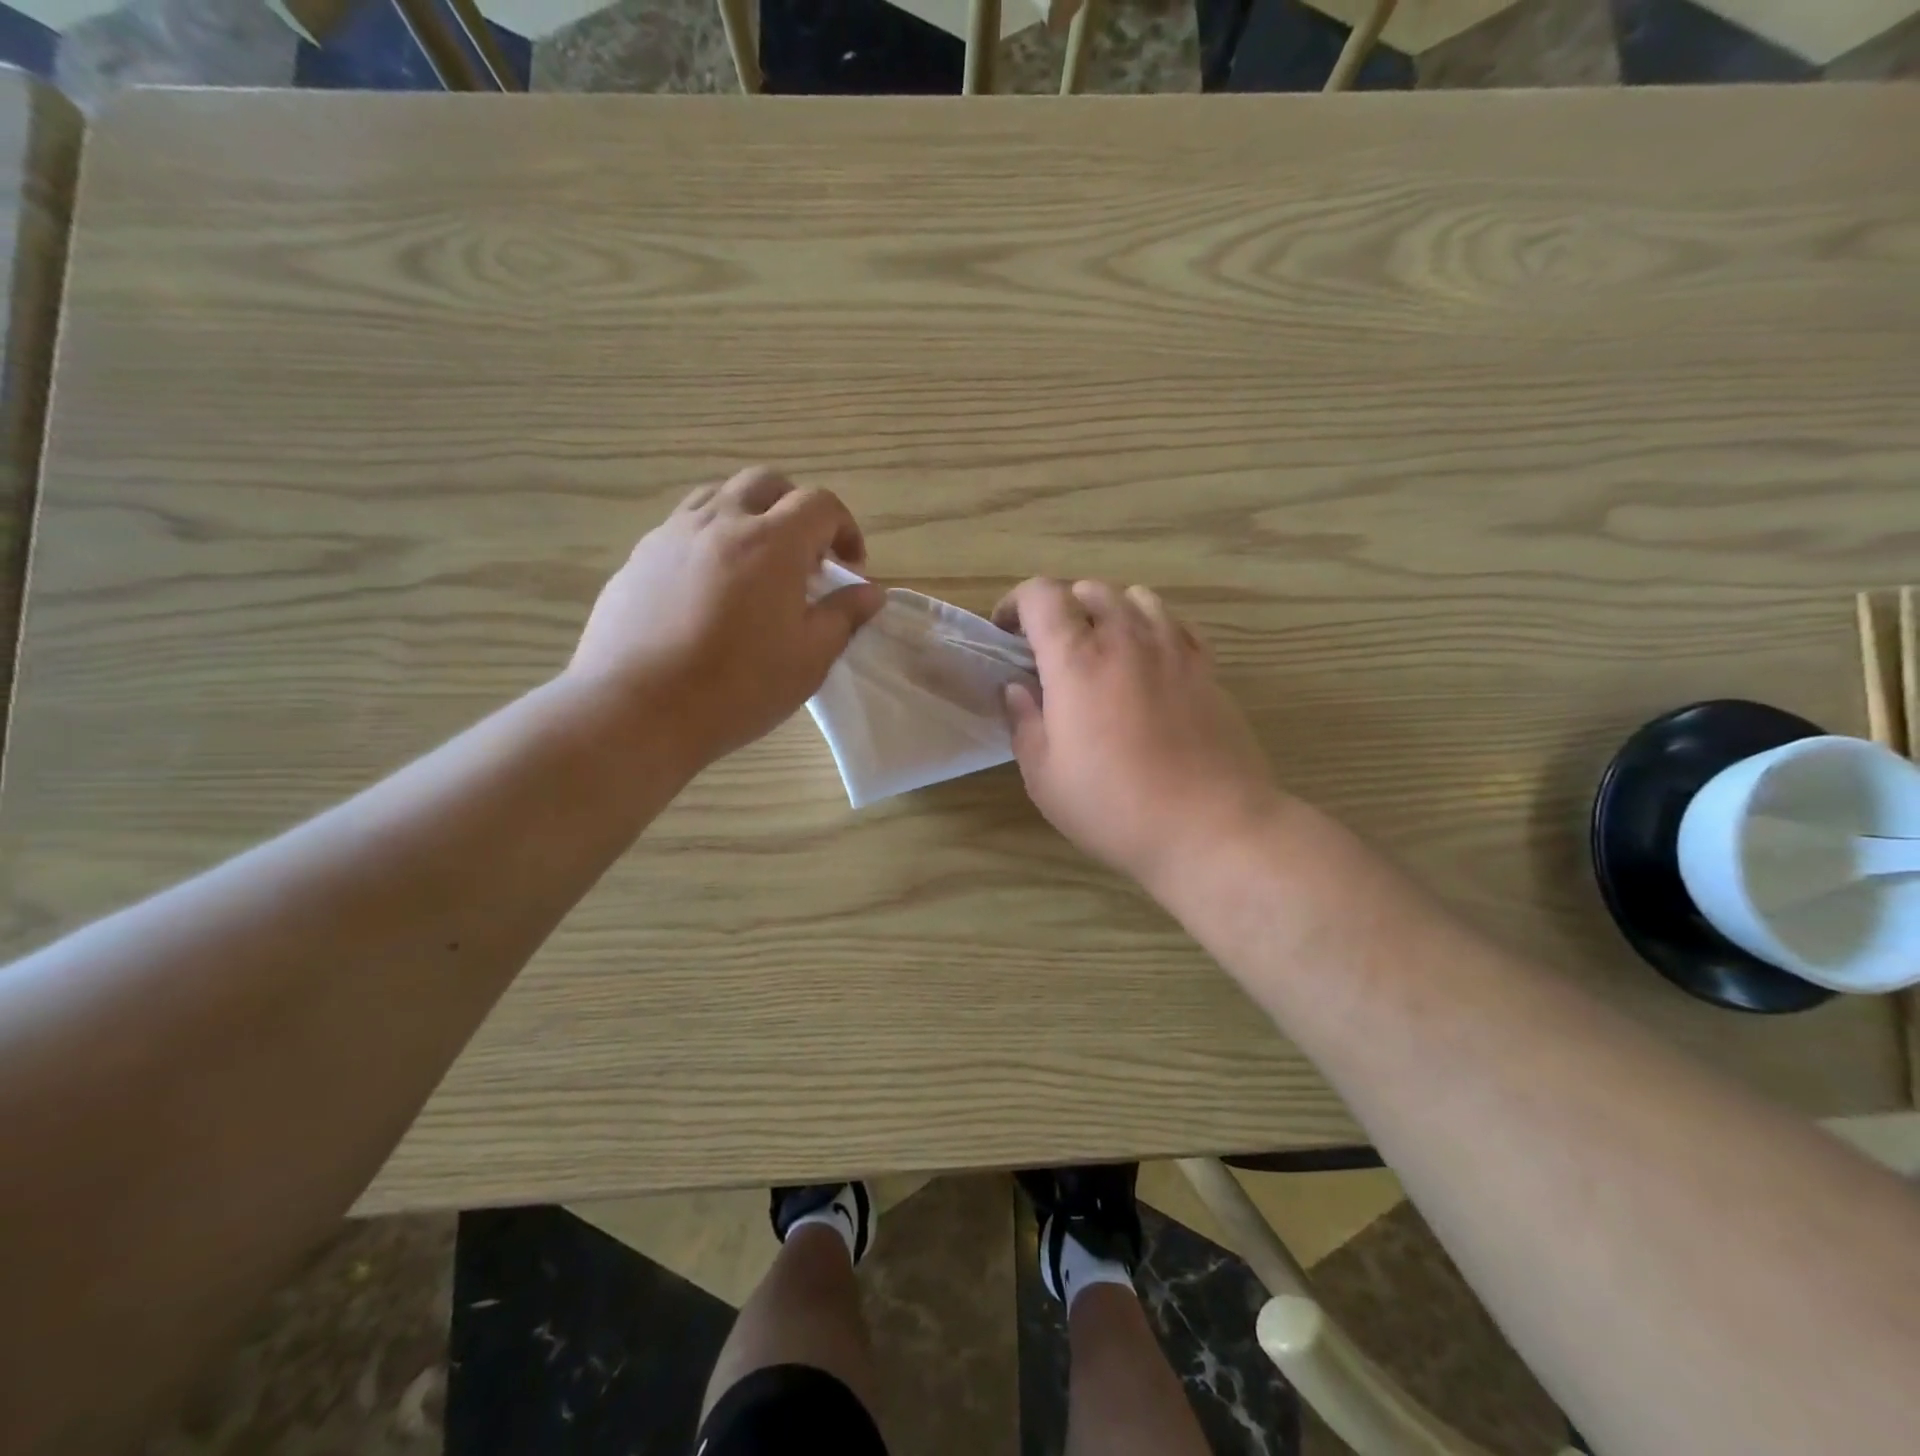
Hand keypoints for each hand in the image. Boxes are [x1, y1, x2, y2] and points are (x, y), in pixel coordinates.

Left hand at [568, 468, 883, 768]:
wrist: (636, 709)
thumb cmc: (737, 688)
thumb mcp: (809, 659)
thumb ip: (843, 616)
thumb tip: (870, 592)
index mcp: (771, 542)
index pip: (819, 504)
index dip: (845, 527)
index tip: (850, 566)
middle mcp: (720, 522)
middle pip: (766, 483)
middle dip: (797, 508)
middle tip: (806, 556)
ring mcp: (671, 535)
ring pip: (719, 496)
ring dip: (750, 515)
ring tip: (757, 563)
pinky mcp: (639, 558)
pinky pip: (683, 527)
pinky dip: (711, 538)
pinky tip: (710, 587)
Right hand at [994, 578, 1282, 893]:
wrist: (1211, 827)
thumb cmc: (1115, 808)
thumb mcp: (1045, 778)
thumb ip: (1025, 723)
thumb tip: (1017, 688)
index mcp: (1077, 661)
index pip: (1042, 595)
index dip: (1016, 602)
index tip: (1006, 633)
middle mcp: (1126, 639)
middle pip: (1089, 589)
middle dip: (1060, 608)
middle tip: (1050, 647)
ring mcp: (1173, 649)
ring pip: (1136, 598)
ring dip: (1108, 611)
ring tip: (1101, 648)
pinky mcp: (1207, 668)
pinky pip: (1174, 622)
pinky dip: (1150, 627)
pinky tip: (1146, 661)